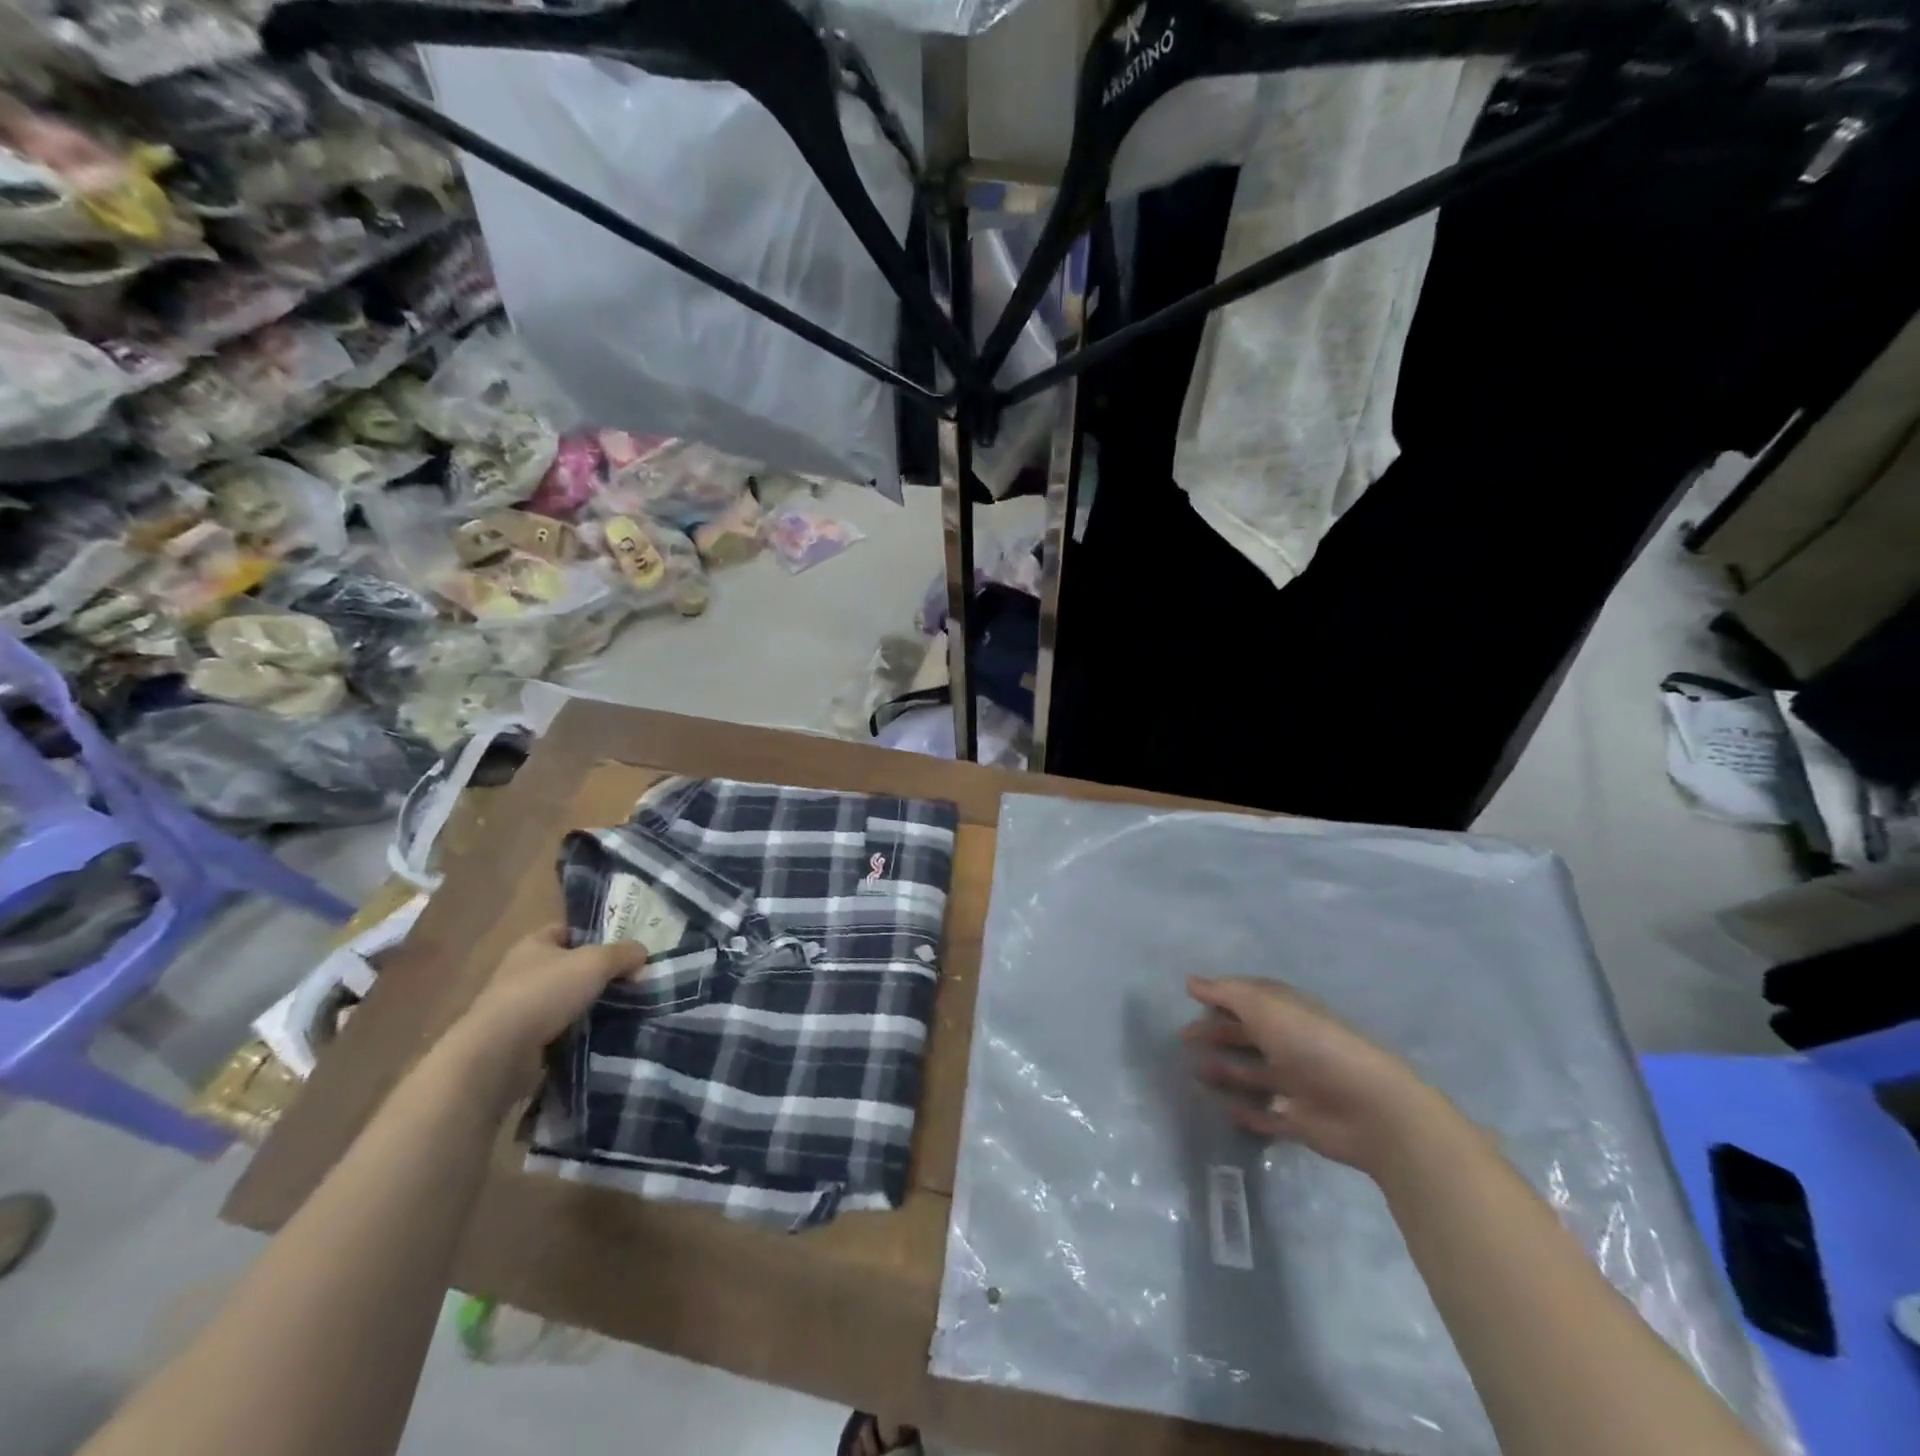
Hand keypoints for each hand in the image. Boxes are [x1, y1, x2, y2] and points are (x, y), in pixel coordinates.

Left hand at [455, 925, 646, 1068]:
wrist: (498, 1054)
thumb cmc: (545, 993)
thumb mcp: (596, 963)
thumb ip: (623, 954)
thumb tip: (643, 954)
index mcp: (533, 945)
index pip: (566, 931)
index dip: (593, 935)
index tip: (621, 949)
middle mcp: (521, 972)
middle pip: (567, 966)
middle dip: (596, 974)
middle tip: (631, 980)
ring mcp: (518, 1009)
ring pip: (564, 1000)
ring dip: (588, 1006)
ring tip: (623, 1010)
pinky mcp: (519, 1041)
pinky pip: (558, 1030)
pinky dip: (577, 1033)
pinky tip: (601, 1036)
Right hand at [1183, 975, 1443, 1175]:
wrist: (1370, 1108)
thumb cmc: (1312, 1045)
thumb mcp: (1264, 1007)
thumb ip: (1226, 993)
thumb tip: (1190, 981)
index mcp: (1287, 1012)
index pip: (1250, 998)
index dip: (1222, 998)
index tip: (1191, 1001)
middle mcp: (1292, 1043)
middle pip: (1248, 1035)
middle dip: (1218, 1034)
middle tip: (1183, 1038)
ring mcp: (1298, 1083)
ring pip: (1255, 1074)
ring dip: (1227, 1072)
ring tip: (1196, 1074)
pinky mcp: (1302, 1121)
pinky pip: (1269, 1115)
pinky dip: (1249, 1113)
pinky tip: (1225, 1111)